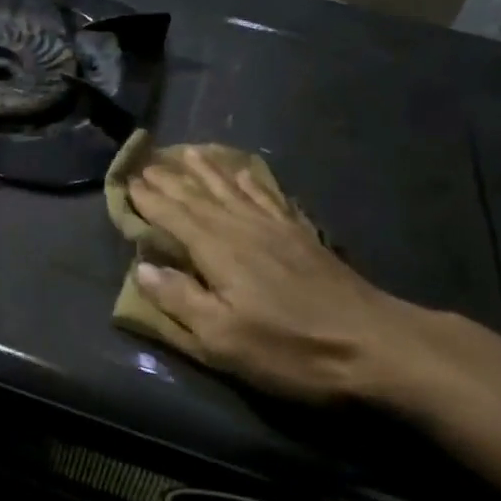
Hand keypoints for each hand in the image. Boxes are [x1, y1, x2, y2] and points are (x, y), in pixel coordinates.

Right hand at [127, 148, 463, 405]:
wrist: (372, 343)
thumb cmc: (290, 348)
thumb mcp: (223, 339)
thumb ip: (180, 299)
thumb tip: (142, 267)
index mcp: (217, 250)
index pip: (173, 216)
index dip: (149, 199)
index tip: (128, 182)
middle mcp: (241, 227)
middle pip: (198, 196)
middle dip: (170, 179)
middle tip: (148, 162)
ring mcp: (274, 227)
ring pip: (231, 188)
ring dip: (206, 170)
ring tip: (188, 152)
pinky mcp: (300, 234)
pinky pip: (266, 194)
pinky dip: (249, 180)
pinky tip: (244, 172)